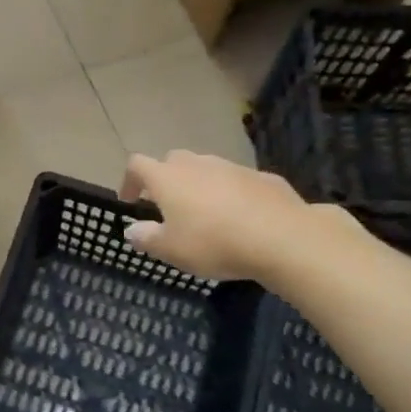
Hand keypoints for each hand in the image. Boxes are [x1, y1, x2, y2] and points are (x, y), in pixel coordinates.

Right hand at [120, 150, 349, 281]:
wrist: (282, 237)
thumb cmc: (214, 243)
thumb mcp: (171, 250)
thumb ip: (147, 238)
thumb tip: (131, 230)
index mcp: (168, 178)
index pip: (137, 165)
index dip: (129, 181)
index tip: (130, 201)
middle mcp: (197, 163)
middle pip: (172, 161)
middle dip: (165, 179)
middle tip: (167, 206)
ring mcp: (231, 166)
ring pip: (206, 168)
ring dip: (199, 185)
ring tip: (204, 214)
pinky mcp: (261, 177)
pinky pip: (236, 181)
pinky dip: (229, 193)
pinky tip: (239, 218)